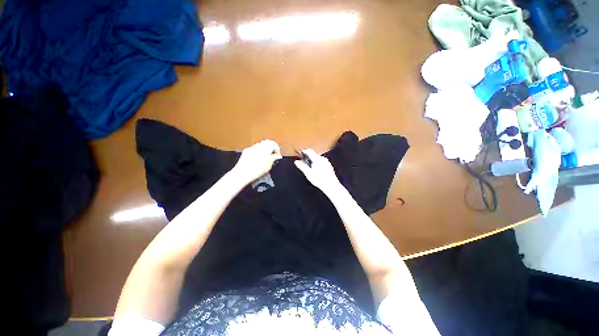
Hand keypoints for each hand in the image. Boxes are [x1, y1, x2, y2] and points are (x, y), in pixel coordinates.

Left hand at [232, 140, 281, 184]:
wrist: (243, 173)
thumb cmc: (257, 170)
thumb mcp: (269, 165)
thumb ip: (274, 158)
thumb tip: (278, 156)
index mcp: (266, 147)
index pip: (274, 144)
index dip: (277, 149)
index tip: (277, 156)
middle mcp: (259, 145)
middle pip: (267, 142)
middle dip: (271, 148)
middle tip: (273, 155)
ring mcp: (252, 147)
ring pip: (260, 145)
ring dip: (264, 149)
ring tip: (265, 158)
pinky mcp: (246, 151)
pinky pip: (254, 148)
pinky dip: (258, 151)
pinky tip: (257, 159)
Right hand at [294, 149, 342, 195]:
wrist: (331, 185)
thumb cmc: (320, 180)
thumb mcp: (308, 173)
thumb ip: (302, 166)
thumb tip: (297, 162)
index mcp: (317, 159)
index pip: (309, 151)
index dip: (304, 151)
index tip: (300, 154)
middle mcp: (323, 159)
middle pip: (314, 155)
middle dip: (308, 157)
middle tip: (303, 162)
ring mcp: (327, 162)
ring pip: (318, 159)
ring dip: (313, 161)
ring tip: (309, 167)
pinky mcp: (329, 166)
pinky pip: (321, 162)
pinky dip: (317, 164)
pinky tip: (316, 171)